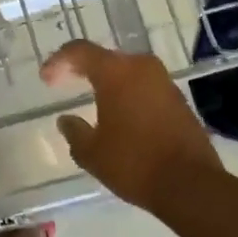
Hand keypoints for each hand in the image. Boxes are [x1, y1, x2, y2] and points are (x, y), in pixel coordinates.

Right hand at [42, 41, 232, 216]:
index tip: (46, 79)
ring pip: (128, 71)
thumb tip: (66, 120)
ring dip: (108, 81)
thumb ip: (74, 131)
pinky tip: (119, 114)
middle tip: (65, 82)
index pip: (79, 51)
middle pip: (106, 58)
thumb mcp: (91, 152)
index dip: (58, 61)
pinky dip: (128, 94)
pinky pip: (145, 87)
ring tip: (92, 98)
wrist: (191, 185)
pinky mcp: (180, 101)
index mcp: (116, 73)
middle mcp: (142, 69)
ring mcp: (165, 84)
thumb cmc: (133, 163)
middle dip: (82, 68)